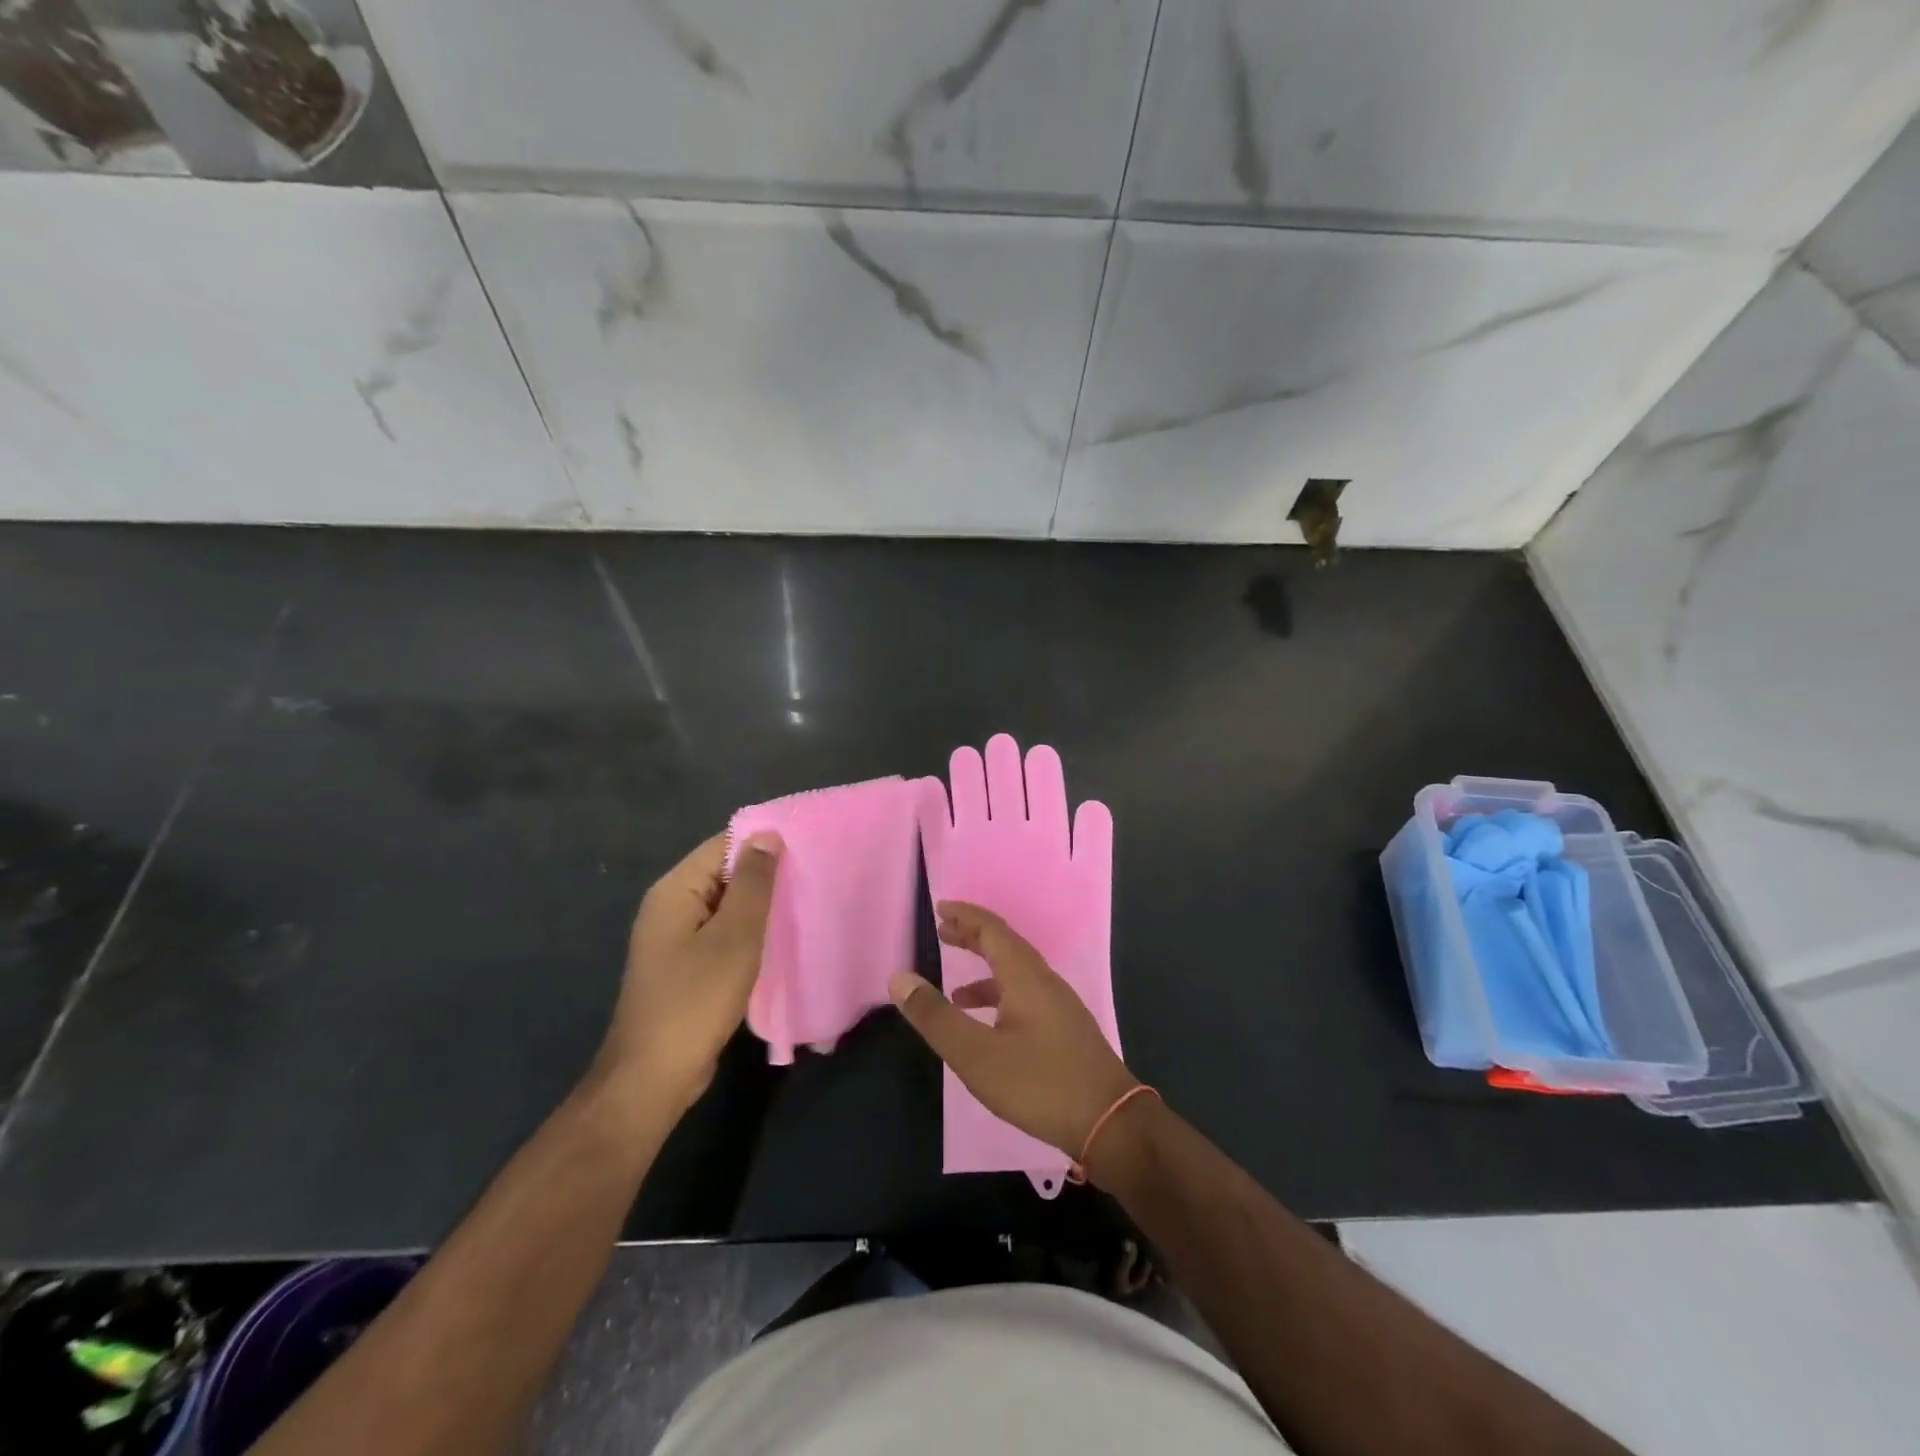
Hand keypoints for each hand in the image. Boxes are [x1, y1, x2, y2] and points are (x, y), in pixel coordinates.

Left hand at [597, 831, 782, 1112]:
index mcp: (675, 890)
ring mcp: (676, 938)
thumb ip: (753, 884)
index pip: (723, 844)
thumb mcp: (734, 937)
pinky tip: (781, 938)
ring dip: (760, 905)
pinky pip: (722, 932)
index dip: (763, 841)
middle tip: (814, 874)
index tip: (808, 844)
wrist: (653, 1077)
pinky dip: (749, 931)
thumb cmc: (695, 1000)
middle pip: (724, 872)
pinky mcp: (686, 965)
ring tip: (806, 901)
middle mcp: (671, 906)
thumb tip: (767, 835)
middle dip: (766, 873)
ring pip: (727, 905)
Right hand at [889, 902, 1137, 1159]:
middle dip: (974, 936)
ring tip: (955, 991)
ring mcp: (1060, 1006)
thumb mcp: (976, 1054)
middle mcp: (1045, 982)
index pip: (992, 930)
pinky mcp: (1066, 1030)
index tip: (941, 908)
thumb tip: (899, 978)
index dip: (966, 916)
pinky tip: (990, 1028)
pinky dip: (1001, 998)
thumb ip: (936, 1016)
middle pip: (1007, 946)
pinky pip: (1027, 996)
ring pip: (1018, 974)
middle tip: (943, 932)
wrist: (1110, 1123)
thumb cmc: (1039, 1084)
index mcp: (1025, 976)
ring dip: (986, 971)